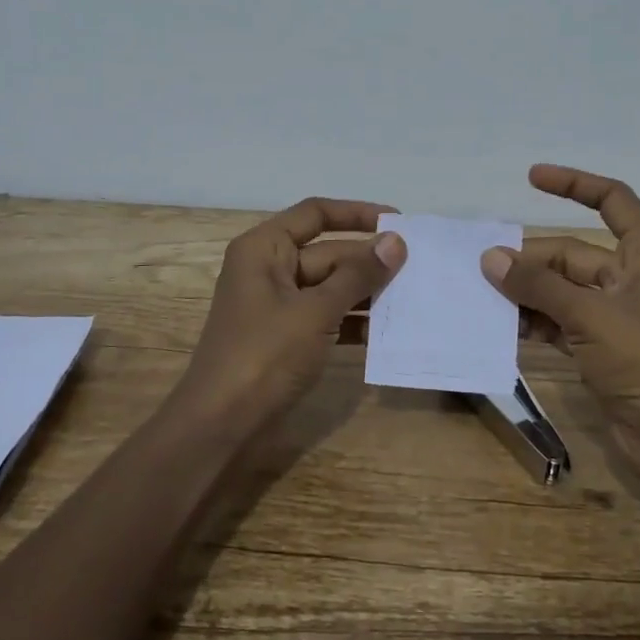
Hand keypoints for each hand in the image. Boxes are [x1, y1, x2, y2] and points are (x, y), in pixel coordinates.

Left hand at [172, 196, 406, 429]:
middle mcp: (269, 269)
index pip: (315, 214)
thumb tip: (396, 241)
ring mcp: (277, 305)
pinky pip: (326, 316)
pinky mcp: (286, 337)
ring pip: (330, 286)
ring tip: (412, 298)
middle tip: (418, 268)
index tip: (399, 223)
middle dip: (369, 261)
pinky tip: (387, 332)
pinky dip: (353, 322)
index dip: (357, 213)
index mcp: (264, 249)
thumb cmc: (264, 356)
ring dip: (367, 293)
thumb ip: (357, 275)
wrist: (220, 425)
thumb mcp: (315, 311)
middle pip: (328, 252)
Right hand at [481, 165, 639, 486]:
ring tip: (483, 295)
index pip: (612, 199)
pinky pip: (561, 323)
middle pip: (572, 254)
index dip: (573, 184)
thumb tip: (490, 258)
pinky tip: (503, 327)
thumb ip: (537, 285)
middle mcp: (631, 278)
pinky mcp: (603, 349)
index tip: (531, 177)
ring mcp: (616, 316)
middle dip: (530, 260)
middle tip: (483, 268)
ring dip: (527, 293)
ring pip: (562, 290)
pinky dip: (536, 322)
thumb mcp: (589, 314)